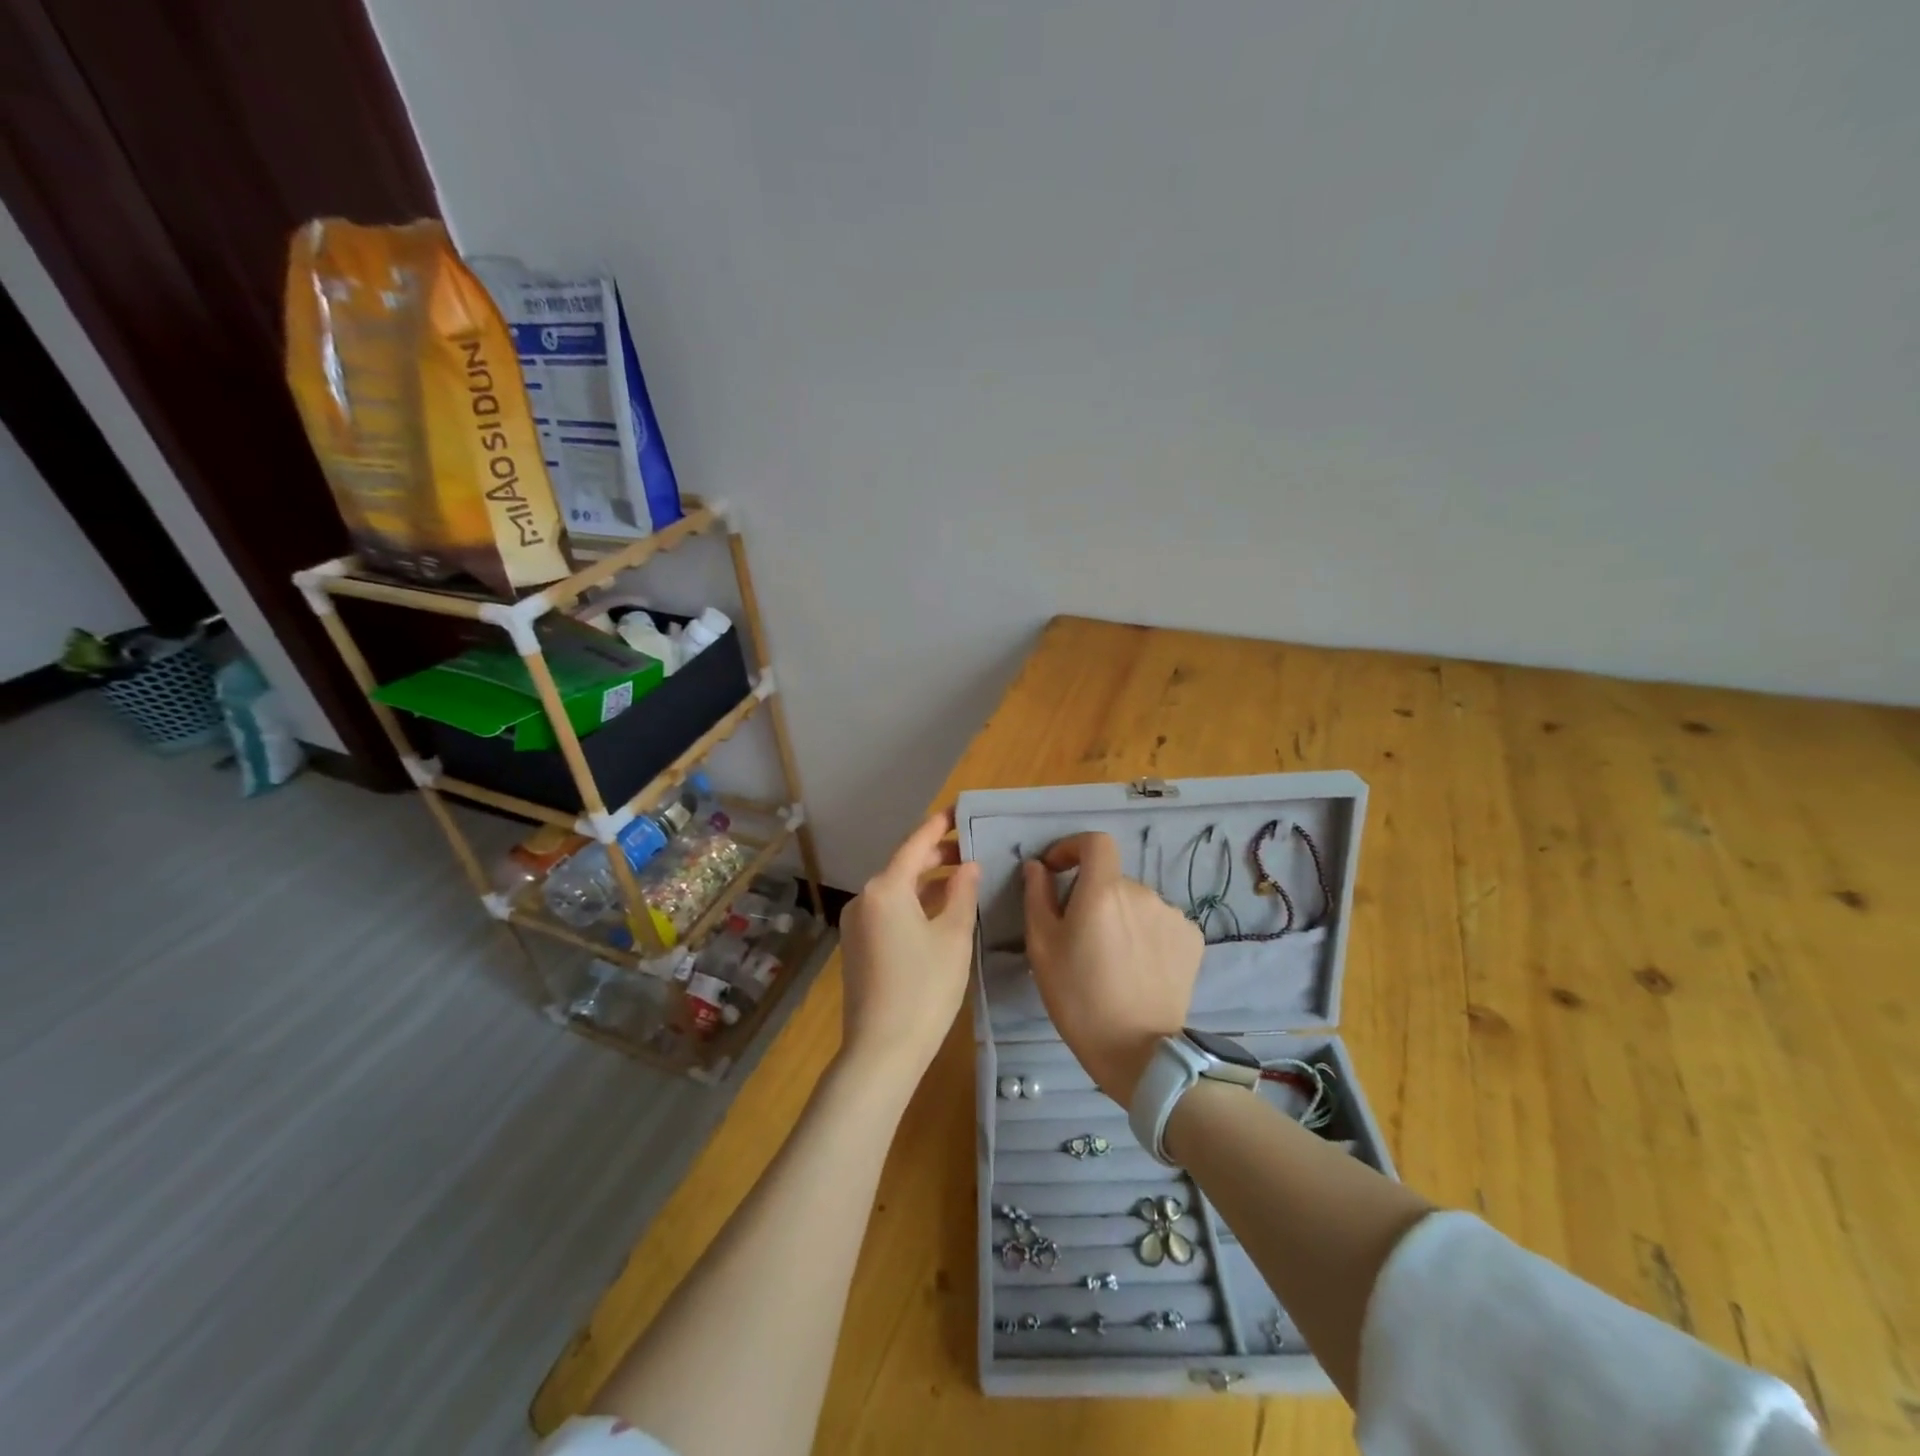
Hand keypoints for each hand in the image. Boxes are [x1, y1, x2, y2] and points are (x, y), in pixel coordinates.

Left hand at [837, 810, 981, 1099]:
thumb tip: (968, 866)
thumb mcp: (953, 937)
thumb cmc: (925, 989)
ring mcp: (857, 924)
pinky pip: (889, 911)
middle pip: (904, 865)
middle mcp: (865, 898)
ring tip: (962, 879)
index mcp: (886, 888)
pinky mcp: (858, 946)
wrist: (882, 1050)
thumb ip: (962, 894)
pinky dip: (914, 904)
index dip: (939, 825)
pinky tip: (939, 911)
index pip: (915, 844)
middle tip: (971, 849)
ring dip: (927, 882)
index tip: (958, 810)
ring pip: (897, 890)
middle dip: (937, 855)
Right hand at [1022, 832, 1201, 1104]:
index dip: (1073, 847)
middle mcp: (1142, 892)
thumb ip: (1037, 897)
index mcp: (1103, 890)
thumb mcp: (1042, 947)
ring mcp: (1172, 915)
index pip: (1095, 842)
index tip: (1057, 870)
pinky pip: (1159, 923)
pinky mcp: (1192, 939)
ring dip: (1121, 917)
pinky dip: (1145, 934)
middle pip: (1112, 880)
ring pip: (1136, 903)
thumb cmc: (1078, 998)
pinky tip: (1138, 968)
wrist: (1138, 1051)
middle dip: (1093, 897)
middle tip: (1079, 937)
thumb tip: (1037, 867)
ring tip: (1110, 959)